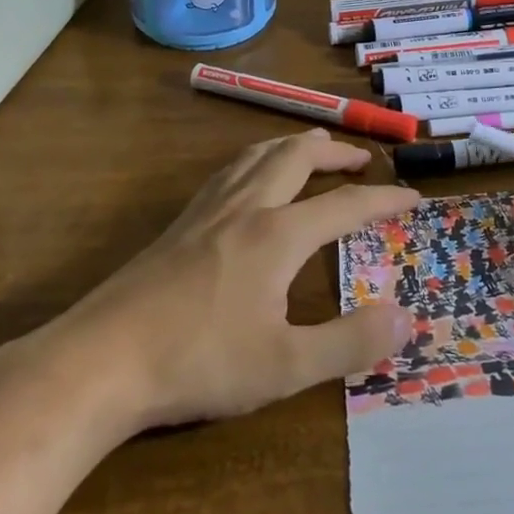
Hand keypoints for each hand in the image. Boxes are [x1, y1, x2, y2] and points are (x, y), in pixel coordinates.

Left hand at [16, 130, 420, 432]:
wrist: (100, 361)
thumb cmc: (199, 362)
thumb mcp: (284, 366)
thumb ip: (349, 342)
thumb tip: (406, 318)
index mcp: (278, 234)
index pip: (345, 204)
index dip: (384, 199)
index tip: (413, 198)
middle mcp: (247, 208)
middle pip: (298, 157)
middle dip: (335, 153)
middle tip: (360, 159)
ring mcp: (207, 211)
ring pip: (258, 155)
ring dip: (293, 146)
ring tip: (311, 149)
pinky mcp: (178, 225)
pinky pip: (229, 171)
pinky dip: (255, 160)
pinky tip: (247, 179)